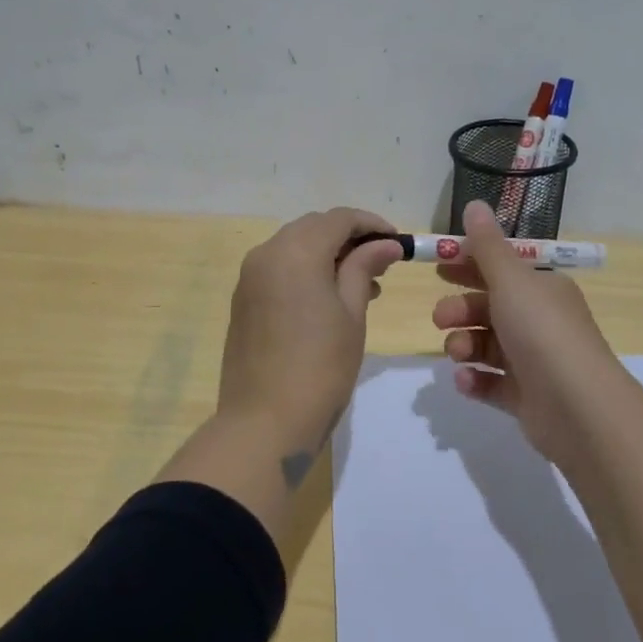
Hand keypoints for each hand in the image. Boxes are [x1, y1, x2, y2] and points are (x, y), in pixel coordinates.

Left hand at [218, 208, 404, 448]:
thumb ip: (364, 268)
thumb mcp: (352, 314)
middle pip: (313, 228)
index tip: (398, 243)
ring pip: (294, 248)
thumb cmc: (320, 367)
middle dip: (349, 239)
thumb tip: (385, 244)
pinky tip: (329, 299)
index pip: (339, 219)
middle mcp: (266, 253)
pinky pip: (279, 270)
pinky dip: (306, 272)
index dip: (372, 225)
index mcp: (295, 251)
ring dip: (327, 255)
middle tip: (382, 264)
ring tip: (363, 286)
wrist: (264, 423)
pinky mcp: (243, 300)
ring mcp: (249, 277)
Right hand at [432, 200, 631, 463]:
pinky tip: (465, 380)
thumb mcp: (511, 280)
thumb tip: (474, 203)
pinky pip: (491, 383)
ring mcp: (533, 361)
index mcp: (542, 289)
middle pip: (489, 308)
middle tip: (440, 317)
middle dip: (460, 309)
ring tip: (458, 353)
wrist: (578, 406)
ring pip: (486, 345)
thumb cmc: (542, 331)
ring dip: (464, 345)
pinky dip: (474, 380)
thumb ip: (486, 246)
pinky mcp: (525, 397)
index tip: (438, 267)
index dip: (469, 266)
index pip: (502, 269)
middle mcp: (540, 321)